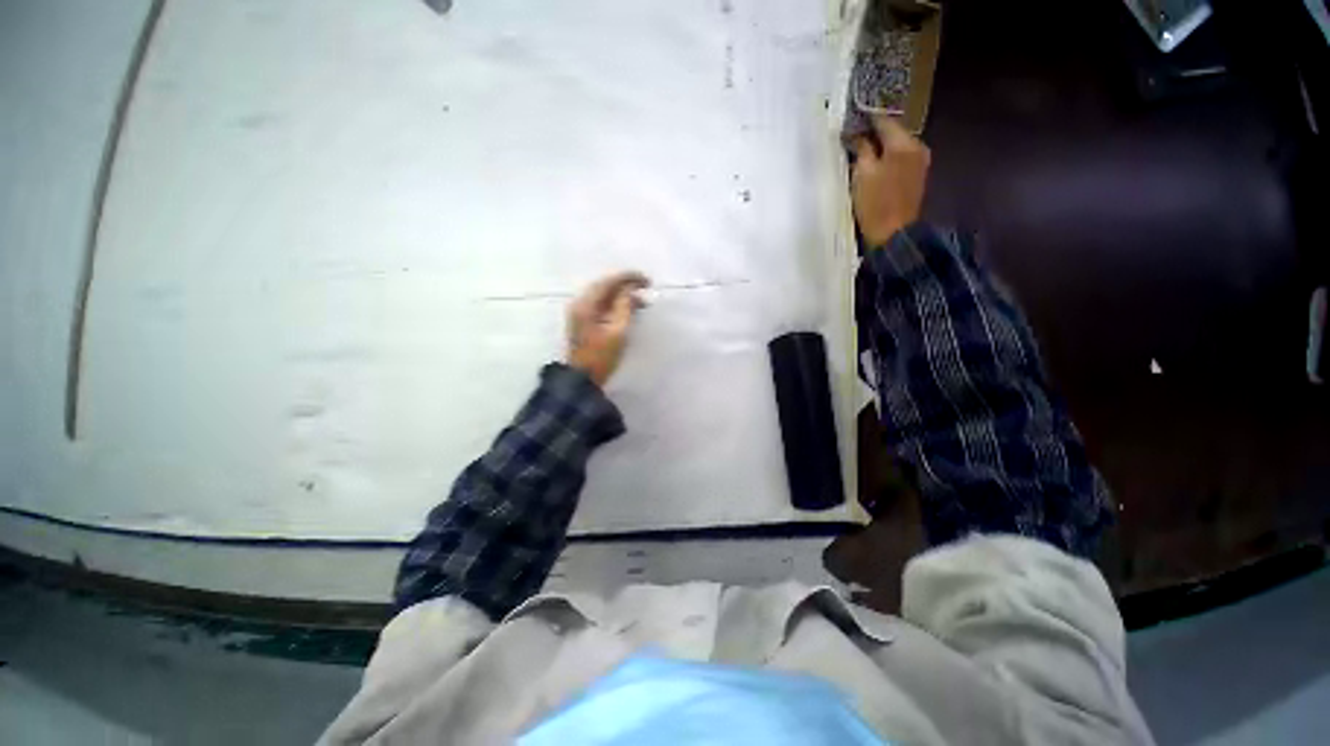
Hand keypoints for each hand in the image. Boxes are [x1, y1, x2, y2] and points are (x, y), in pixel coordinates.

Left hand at [566, 271, 650, 386]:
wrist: (582, 379)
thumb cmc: (601, 357)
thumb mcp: (618, 332)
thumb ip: (625, 307)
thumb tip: (630, 290)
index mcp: (586, 305)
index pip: (608, 282)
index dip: (629, 278)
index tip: (647, 281)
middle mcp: (580, 303)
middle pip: (604, 286)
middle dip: (626, 285)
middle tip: (646, 287)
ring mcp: (580, 312)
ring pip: (603, 296)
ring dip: (622, 296)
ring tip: (642, 302)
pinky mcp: (583, 322)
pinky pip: (601, 305)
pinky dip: (616, 304)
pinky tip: (629, 310)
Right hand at [850, 114, 930, 247]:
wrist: (894, 234)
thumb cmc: (875, 204)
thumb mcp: (863, 174)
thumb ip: (862, 149)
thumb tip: (857, 135)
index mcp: (904, 144)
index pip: (884, 121)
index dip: (866, 119)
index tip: (851, 119)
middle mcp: (917, 147)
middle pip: (893, 133)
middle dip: (874, 134)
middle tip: (853, 137)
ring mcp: (920, 162)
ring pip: (897, 146)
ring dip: (880, 147)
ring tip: (861, 152)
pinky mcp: (917, 177)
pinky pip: (901, 159)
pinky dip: (887, 159)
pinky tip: (874, 167)